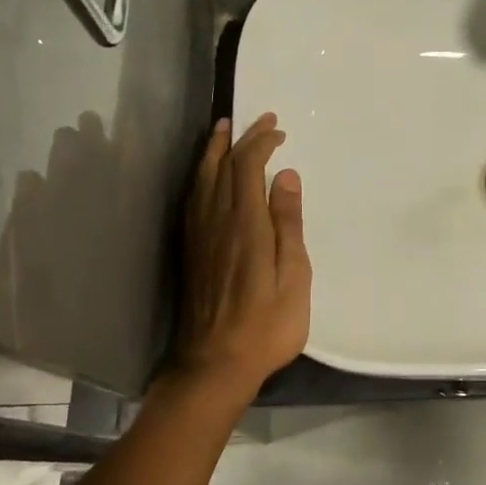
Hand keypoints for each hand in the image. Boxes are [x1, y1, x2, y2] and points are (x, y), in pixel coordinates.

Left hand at [174, 114, 310, 393]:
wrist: (215, 364)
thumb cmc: (267, 325)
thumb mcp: (294, 277)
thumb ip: (288, 224)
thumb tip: (286, 176)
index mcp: (246, 224)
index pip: (247, 167)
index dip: (261, 142)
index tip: (279, 130)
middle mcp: (217, 221)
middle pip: (222, 166)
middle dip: (240, 138)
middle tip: (257, 120)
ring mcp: (199, 235)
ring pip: (202, 179)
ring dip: (214, 151)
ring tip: (223, 131)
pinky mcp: (191, 250)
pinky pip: (193, 199)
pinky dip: (201, 176)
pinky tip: (206, 176)